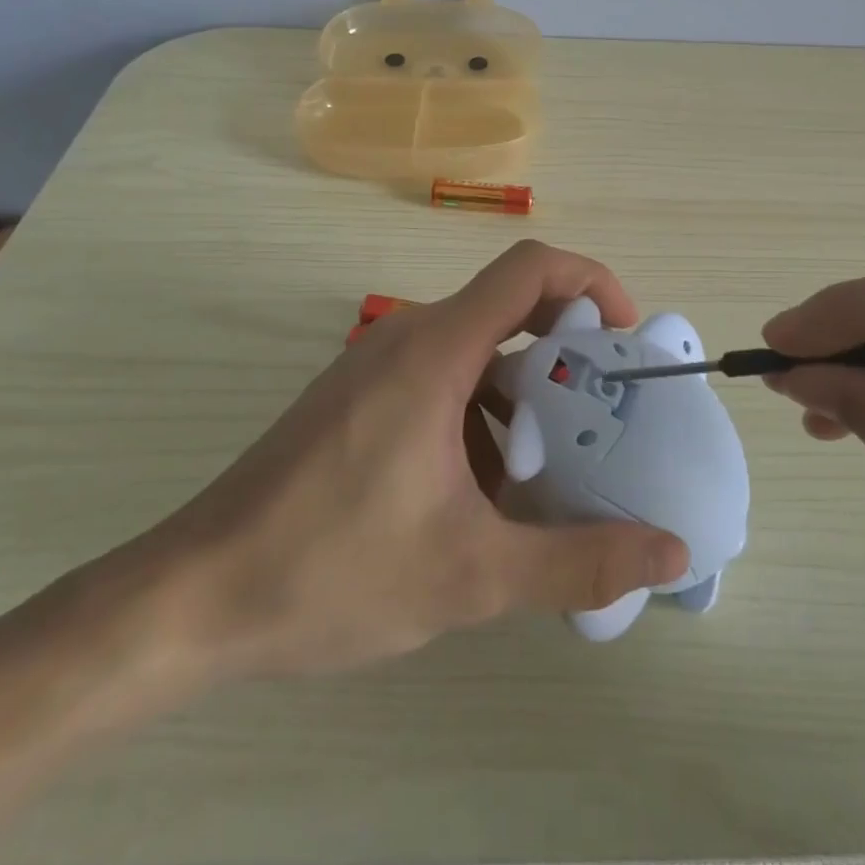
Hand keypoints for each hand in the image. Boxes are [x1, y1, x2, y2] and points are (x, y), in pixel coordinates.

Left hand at [110, 241, 689, 682]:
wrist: (193, 597)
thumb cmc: (331, 570)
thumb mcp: (471, 574)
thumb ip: (578, 562)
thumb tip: (671, 552)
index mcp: (436, 350)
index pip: (530, 268)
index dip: (591, 281)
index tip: (624, 338)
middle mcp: (406, 338)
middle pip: (509, 308)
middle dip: (567, 355)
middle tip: (603, 419)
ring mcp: (376, 366)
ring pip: (475, 352)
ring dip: (522, 397)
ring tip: (547, 473)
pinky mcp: (356, 397)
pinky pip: (440, 380)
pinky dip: (480, 416)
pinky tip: (480, 495)